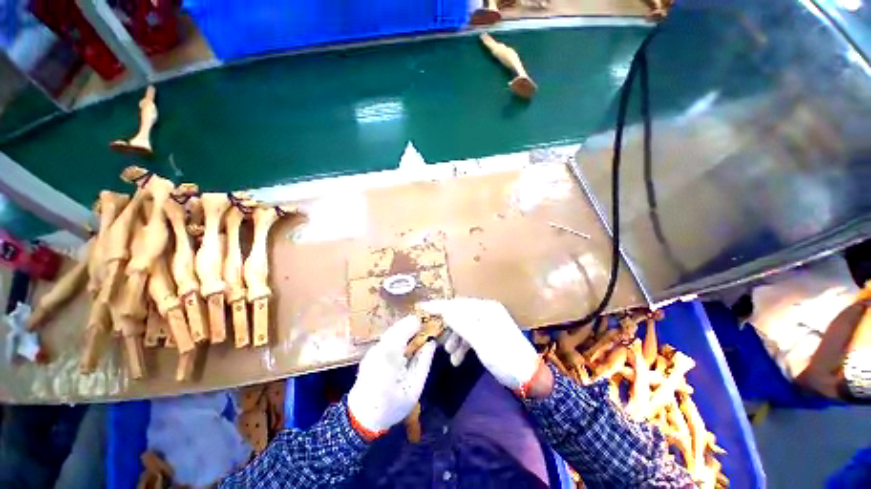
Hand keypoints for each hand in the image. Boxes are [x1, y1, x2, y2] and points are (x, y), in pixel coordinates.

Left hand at [347, 315, 436, 435]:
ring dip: (406, 329)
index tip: (432, 325)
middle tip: (427, 329)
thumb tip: (432, 343)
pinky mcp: (370, 352)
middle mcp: (380, 347)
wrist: (361, 418)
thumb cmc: (391, 406)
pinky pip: (387, 337)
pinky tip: (405, 344)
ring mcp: (373, 348)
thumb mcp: (414, 388)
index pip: (406, 328)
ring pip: (392, 330)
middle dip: (413, 324)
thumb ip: (423, 362)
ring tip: (418, 334)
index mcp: (390, 355)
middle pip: (398, 326)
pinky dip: (398, 335)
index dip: (419, 324)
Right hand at [420, 298, 539, 389]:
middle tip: (435, 336)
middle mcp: (486, 312)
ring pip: (463, 325)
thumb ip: (462, 324)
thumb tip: (444, 311)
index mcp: (486, 309)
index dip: (440, 306)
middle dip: (447, 325)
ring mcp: (488, 323)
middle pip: (460, 314)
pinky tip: (457, 359)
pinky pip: (470, 335)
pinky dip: (462, 345)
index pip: (458, 304)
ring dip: (454, 338)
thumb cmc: (505, 357)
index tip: (422, 308)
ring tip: (449, 353)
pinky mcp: (488, 334)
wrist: (528, 377)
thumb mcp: (482, 342)